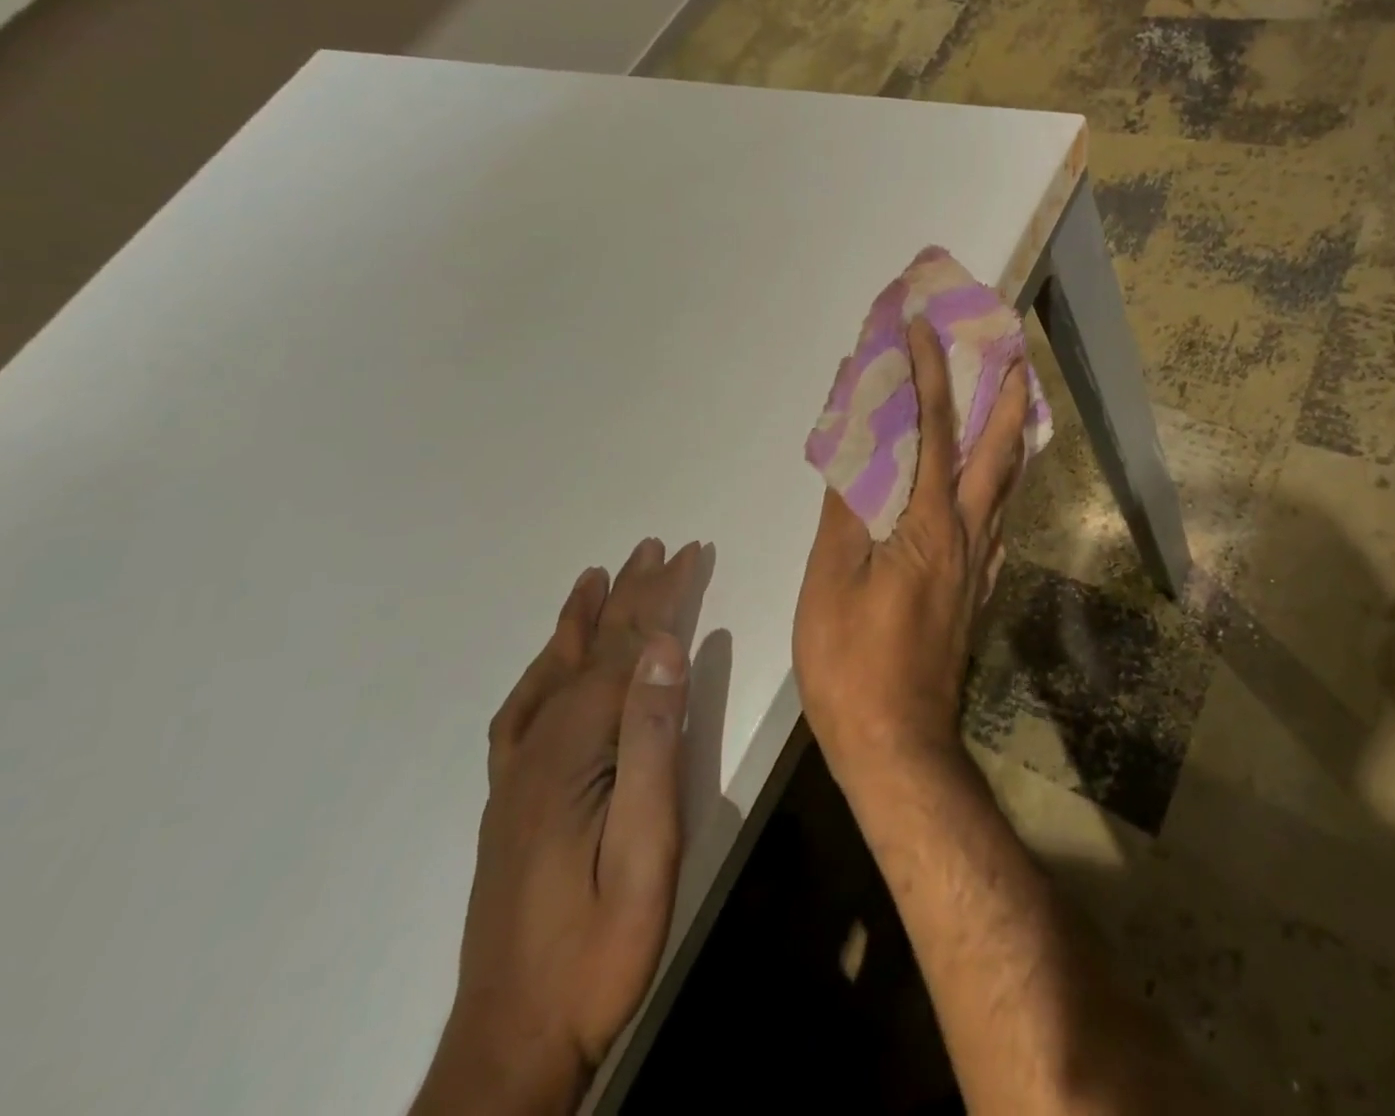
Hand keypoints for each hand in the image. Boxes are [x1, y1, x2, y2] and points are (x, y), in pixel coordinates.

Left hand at [414, 539, 701, 1115]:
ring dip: (584, 620)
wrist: (514, 1040)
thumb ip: (654, 740)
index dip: (660, 596)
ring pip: (555, 673)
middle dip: (631, 594)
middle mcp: (538, 747)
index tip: (690, 552)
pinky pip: (524, 712)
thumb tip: (667, 648)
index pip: (626, 650)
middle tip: (657, 547)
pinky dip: (544, 670)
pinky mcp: (512, 799)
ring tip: (598, 577)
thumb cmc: (601, 942)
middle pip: (592, 651)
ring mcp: (518, 774)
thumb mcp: (648, 845)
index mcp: (574, 751)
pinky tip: (553, 663)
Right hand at [794, 318, 1028, 791]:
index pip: (934, 428)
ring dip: (1010, 438)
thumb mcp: (830, 581)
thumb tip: (853, 449)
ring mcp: (980, 564)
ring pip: (1006, 486)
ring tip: (1011, 405)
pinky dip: (999, 486)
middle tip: (1014, 353)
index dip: (929, 372)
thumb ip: (845, 510)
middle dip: (1007, 396)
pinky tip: (989, 488)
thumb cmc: (852, 663)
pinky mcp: (977, 590)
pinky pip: (996, 520)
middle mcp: (969, 534)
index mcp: (930, 523)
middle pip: (998, 451)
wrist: (899, 745)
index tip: (925, 326)